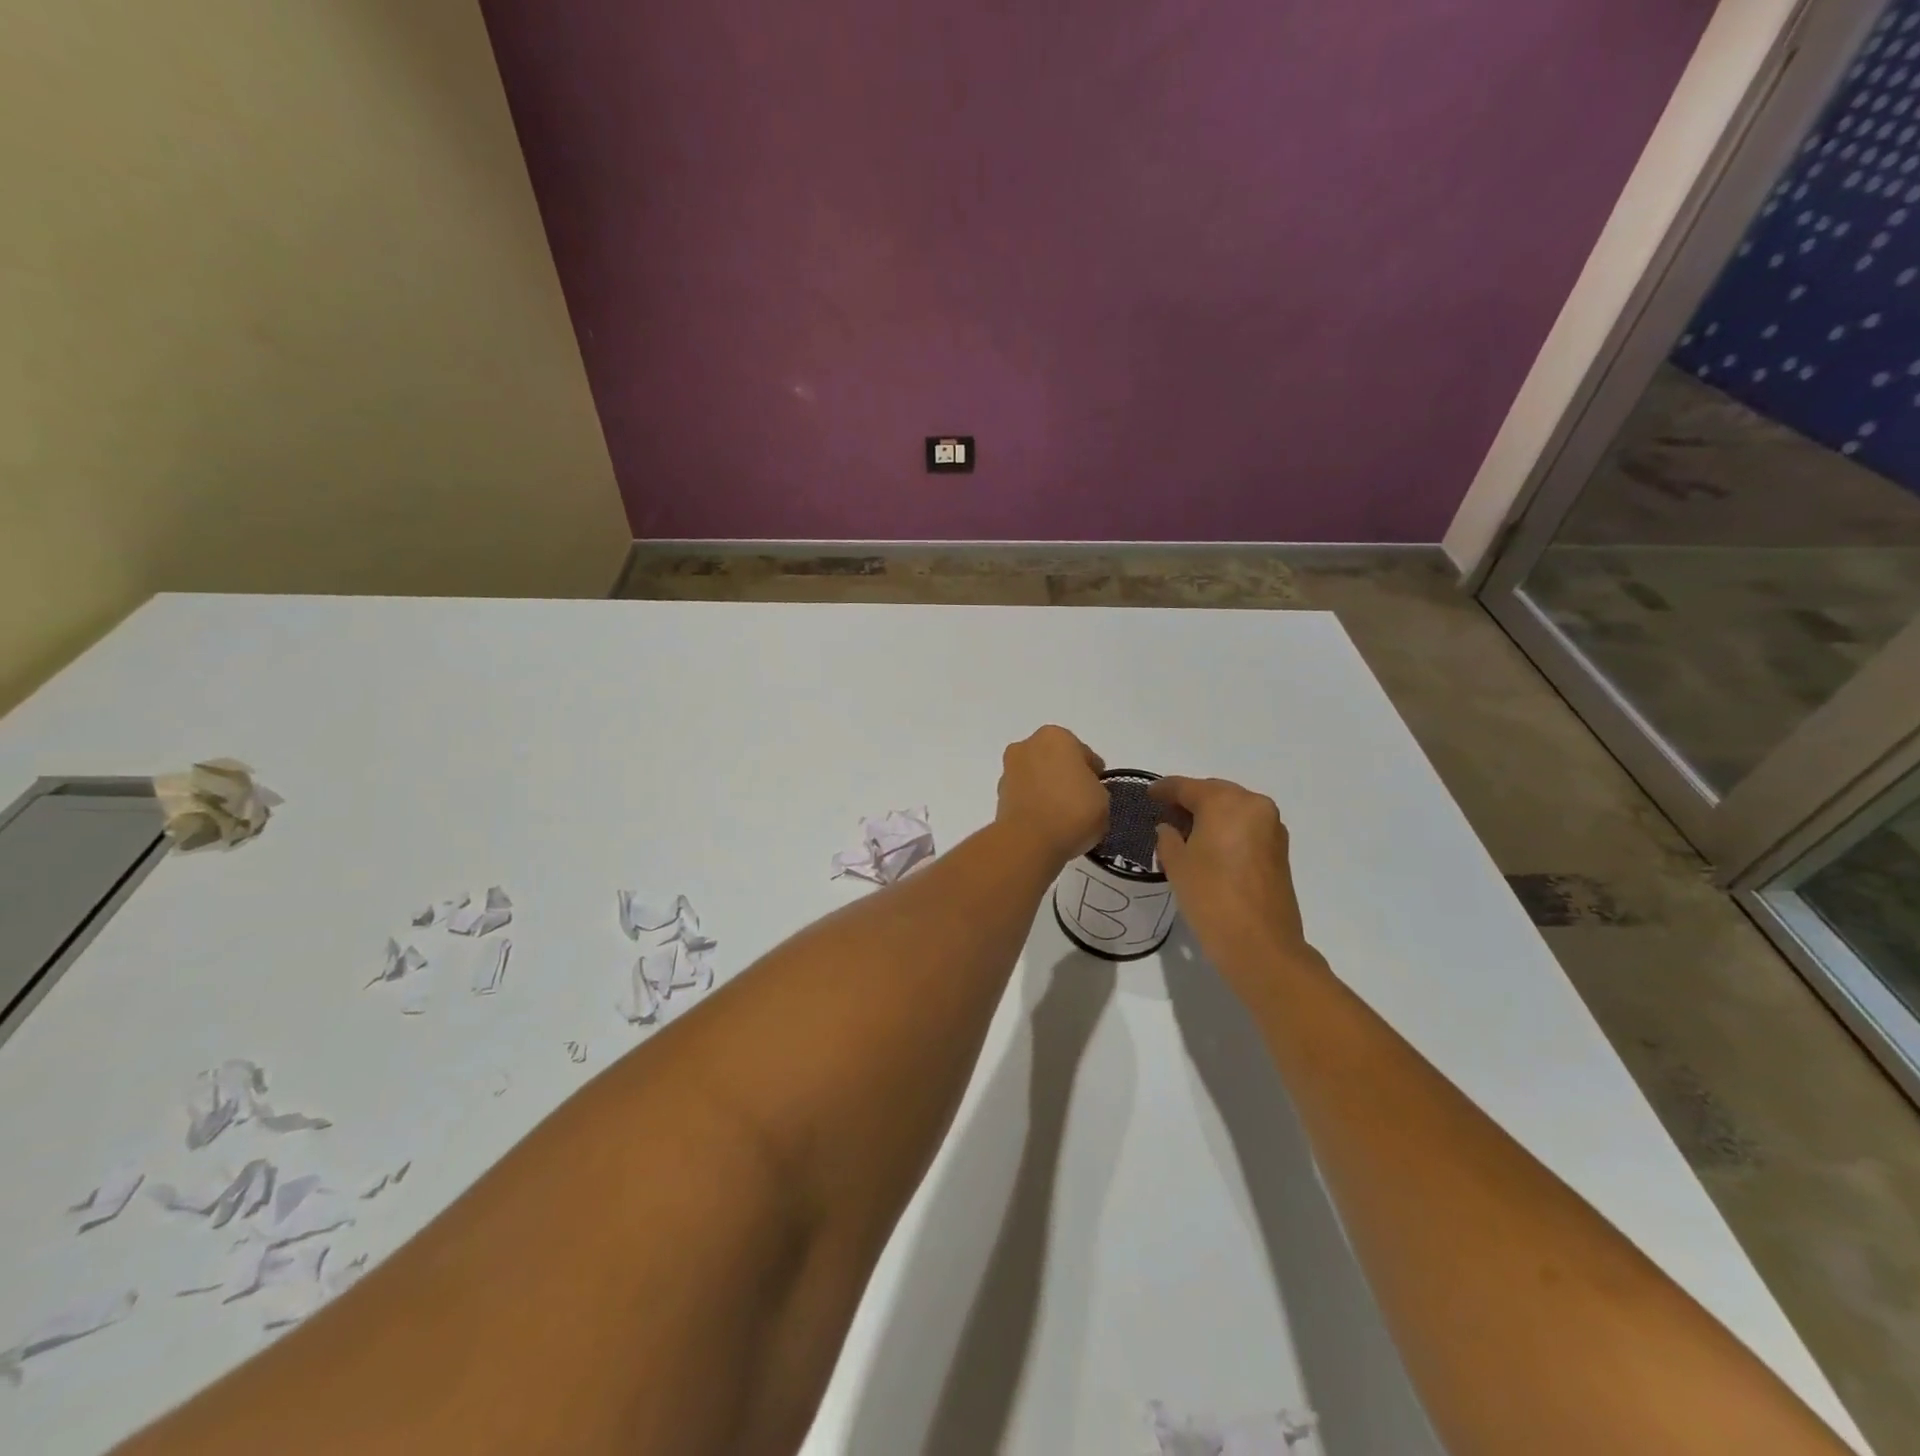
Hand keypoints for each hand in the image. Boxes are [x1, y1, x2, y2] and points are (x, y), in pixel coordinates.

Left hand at [995, 726, 1108, 866]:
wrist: (1029, 841)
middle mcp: (1027, 746)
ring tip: (1062, 817)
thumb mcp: (1102, 798)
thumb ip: (1094, 788)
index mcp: (1055, 736)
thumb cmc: (1073, 810)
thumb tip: (1082, 793)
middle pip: (1054, 761)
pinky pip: (1025, 796)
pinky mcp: (998, 795)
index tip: (1097, 791)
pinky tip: (1047, 823)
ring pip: (1036, 777)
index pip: (1082, 753)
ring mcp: (1009, 770)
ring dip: (1047, 790)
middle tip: (1080, 802)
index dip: (1093, 773)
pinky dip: (1034, 805)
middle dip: (1065, 777)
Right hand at [1151, 776, 1316, 980]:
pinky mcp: (1279, 850)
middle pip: (1215, 793)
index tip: (1148, 794)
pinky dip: (1227, 829)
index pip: (1187, 787)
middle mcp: (1254, 805)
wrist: (1260, 944)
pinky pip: (1246, 827)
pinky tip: (1209, 845)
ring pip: (1233, 809)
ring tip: (1185, 830)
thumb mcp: (1177, 864)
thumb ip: (1168, 837)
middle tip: (1165, 812)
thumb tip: (1169, 828)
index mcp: (1226, 802)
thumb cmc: (1211, 897)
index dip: (1164, 789)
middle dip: (1190, 800)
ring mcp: (1272, 827)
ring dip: (1211, 815)